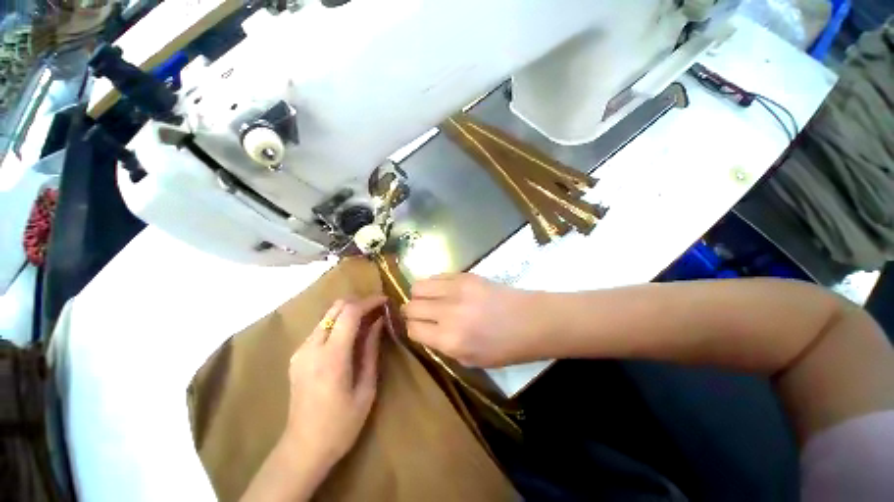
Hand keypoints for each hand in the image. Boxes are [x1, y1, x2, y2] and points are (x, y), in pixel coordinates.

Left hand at [282, 296, 386, 470]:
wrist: (303, 449)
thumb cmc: (341, 425)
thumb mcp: (366, 388)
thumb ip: (371, 350)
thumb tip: (379, 322)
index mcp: (331, 357)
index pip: (350, 313)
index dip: (369, 301)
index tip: (385, 300)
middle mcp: (311, 348)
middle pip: (336, 307)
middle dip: (359, 302)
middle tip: (378, 310)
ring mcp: (301, 351)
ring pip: (327, 315)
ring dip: (349, 312)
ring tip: (368, 321)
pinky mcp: (297, 356)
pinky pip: (321, 328)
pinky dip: (338, 323)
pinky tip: (350, 336)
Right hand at [403, 274, 544, 366]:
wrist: (531, 321)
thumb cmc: (505, 348)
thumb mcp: (470, 360)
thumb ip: (442, 346)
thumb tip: (425, 329)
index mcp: (450, 340)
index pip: (413, 329)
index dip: (413, 329)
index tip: (420, 329)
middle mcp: (448, 313)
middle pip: (411, 306)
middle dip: (412, 312)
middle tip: (423, 314)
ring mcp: (457, 290)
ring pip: (418, 286)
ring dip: (419, 295)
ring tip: (430, 300)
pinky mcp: (465, 276)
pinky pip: (436, 276)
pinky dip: (434, 284)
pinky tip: (443, 290)